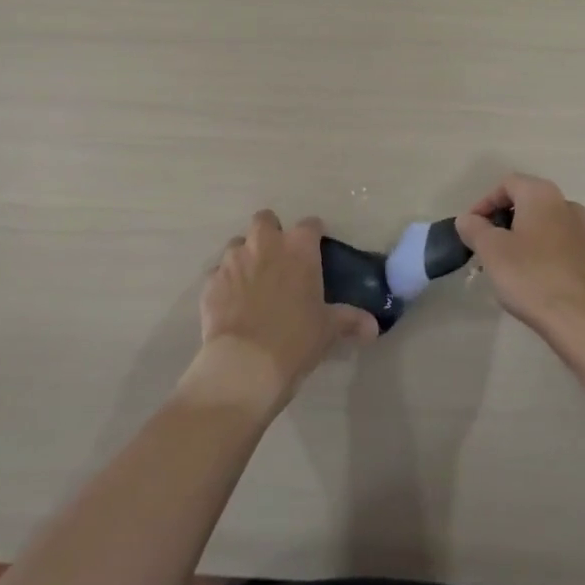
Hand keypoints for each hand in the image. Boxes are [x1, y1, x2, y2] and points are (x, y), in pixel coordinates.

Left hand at [179, 210, 378, 418]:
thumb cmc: (296, 339)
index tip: (316, 249)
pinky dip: (225, 283)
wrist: (245, 364)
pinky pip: (218, 273)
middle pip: (265, 220)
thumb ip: (350, 320)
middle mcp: (264, 244)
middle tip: (278, 259)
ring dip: (246, 256)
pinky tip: (232, 304)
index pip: (310, 225)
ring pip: (238, 244)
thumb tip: (373, 326)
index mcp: (298, 248)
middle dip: (271, 233)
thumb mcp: (328, 330)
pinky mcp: (210, 281)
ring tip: (252, 282)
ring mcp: (233, 260)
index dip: (313, 235)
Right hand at [455, 174, 584, 351]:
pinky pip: (553, 243)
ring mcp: (580, 231)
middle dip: (500, 221)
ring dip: (517, 237)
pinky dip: (535, 252)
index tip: (470, 228)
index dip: (483, 203)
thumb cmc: (530, 275)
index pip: (506, 184)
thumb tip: (467, 219)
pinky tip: (525, 277)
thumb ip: (474, 228)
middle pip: (524, 202)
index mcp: (541, 194)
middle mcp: (565, 204)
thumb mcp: (491, 249)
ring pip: (539, 224)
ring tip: (500, 263)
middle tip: (483, 245)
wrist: (580, 319)